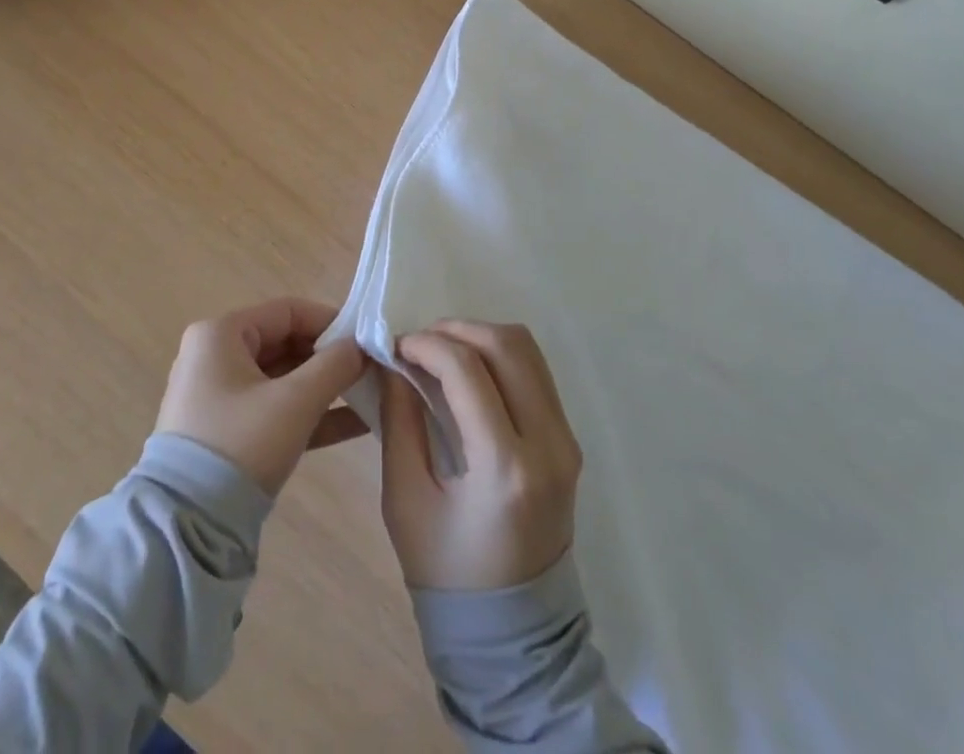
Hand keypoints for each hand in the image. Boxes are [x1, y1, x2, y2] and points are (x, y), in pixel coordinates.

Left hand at [156, 298, 368, 494]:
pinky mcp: (227, 431)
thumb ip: (335, 366)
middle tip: (371, 369)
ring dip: (324, 386)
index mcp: (221, 334)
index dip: (331, 321)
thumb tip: (363, 346)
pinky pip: (275, 408)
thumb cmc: (240, 444)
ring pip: (283, 378)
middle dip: (330, 357)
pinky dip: (309, 413)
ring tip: (370, 394)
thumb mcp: (294, 402)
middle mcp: (215, 355)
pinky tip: (355, 423)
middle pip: (286, 342)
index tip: (367, 340)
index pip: (288, 311)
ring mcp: (219, 395)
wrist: (186, 527)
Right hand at [380, 320, 583, 591]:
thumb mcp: (406, 499)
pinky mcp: (569, 441)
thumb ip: (399, 421)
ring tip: (442, 352)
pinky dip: (500, 357)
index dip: (427, 345)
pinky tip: (469, 372)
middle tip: (420, 343)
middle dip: (457, 329)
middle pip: (507, 345)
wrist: (514, 634)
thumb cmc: (448, 573)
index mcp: (506, 467)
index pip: (467, 370)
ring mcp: (567, 441)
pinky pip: (536, 374)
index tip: (396, 347)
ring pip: (528, 351)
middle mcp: (548, 444)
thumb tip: (394, 362)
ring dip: (480, 337)